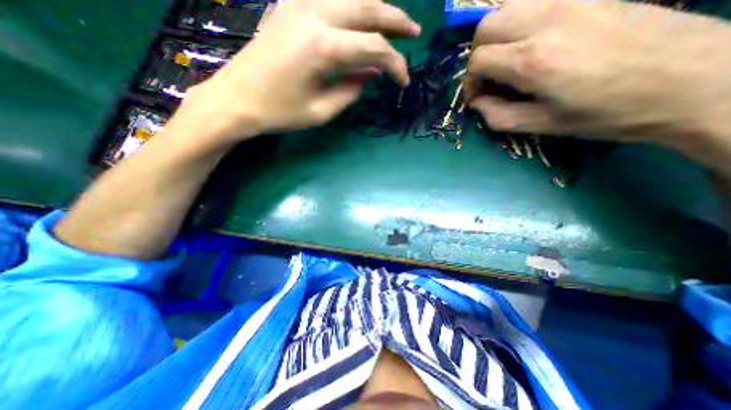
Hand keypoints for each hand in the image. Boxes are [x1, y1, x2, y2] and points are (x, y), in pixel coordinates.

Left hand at [172, 0, 418, 144]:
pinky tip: (360, 20)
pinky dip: (353, 8)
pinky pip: (331, 0)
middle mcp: (314, 15)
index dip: (395, 65)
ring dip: (376, 10)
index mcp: (323, 47)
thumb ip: (351, 90)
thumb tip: (369, 76)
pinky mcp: (290, 8)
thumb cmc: (279, 112)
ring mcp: (299, 5)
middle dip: (396, 21)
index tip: (404, 81)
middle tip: (414, 33)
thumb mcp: (322, 111)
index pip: (374, 49)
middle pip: (367, 8)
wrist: (236, 99)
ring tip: (393, 25)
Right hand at [465, 0, 730, 155]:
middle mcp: (546, 21)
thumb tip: (478, 104)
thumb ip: (498, 116)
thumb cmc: (607, 113)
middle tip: (488, 76)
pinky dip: (521, 18)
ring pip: (508, 4)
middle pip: (486, 26)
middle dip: (477, 55)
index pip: (478, 60)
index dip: (469, 82)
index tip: (477, 97)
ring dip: (497, 33)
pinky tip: (531, 39)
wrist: (695, 79)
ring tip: (506, 56)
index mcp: (533, 61)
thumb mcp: (541, 125)